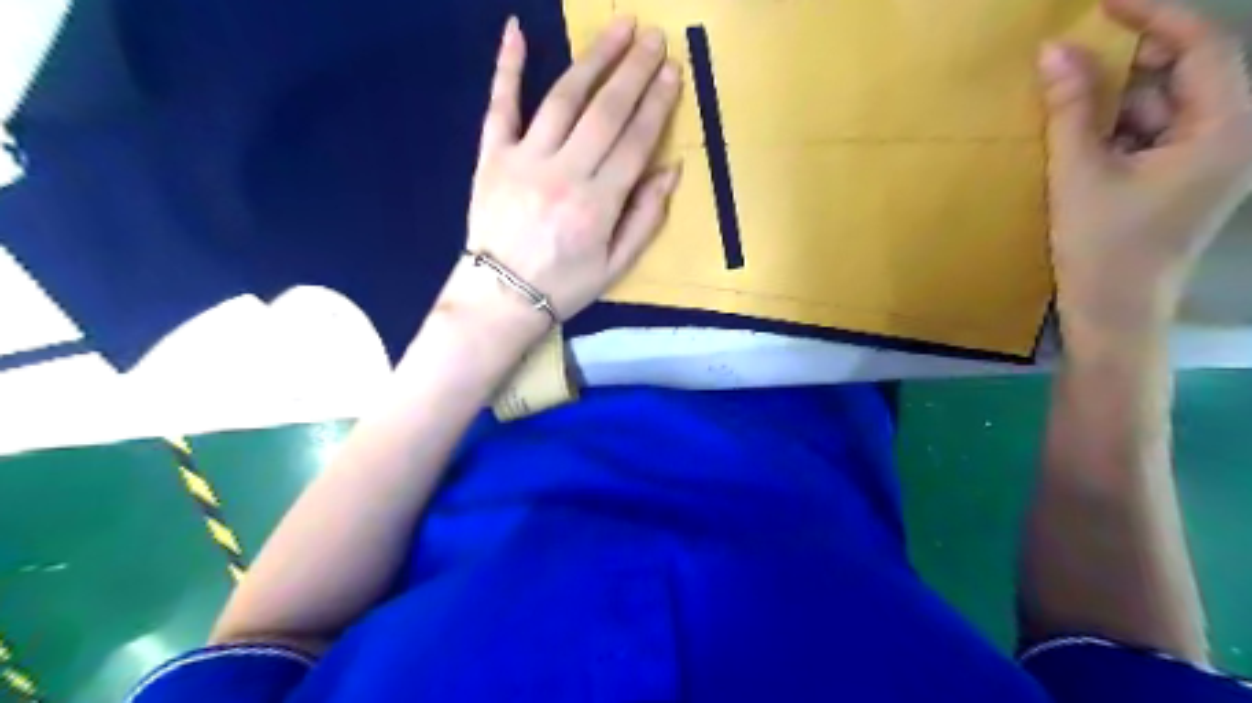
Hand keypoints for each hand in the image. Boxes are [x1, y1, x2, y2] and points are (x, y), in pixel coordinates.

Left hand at [439, 17, 682, 345]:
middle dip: (633, 71)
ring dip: (593, 59)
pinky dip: (507, 67)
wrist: (500, 297)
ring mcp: (524, 160)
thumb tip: (670, 171)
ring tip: (617, 29)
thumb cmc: (564, 285)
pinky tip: (517, 30)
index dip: (657, 104)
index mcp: (597, 204)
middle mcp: (563, 173)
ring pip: (563, 99)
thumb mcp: (615, 265)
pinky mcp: (491, 156)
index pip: (634, 142)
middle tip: (654, 37)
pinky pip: (500, 105)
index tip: (673, 71)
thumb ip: (645, 218)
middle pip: (605, 111)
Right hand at [1036, 0, 1251, 352]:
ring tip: (1064, 97)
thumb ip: (1071, 110)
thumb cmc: (1102, 248)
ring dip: (1115, 98)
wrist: (1114, 314)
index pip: (1200, 45)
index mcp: (1226, 126)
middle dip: (1129, 61)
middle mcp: (1230, 134)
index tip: (1102, 3)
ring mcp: (1206, 157)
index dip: (1153, 15)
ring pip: (1162, 104)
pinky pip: (1150, 133)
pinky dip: (1114, 127)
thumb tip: (1053, 51)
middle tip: (1073, 54)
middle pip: (1184, 72)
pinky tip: (1077, 134)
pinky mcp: (1179, 178)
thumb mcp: (1079, 174)